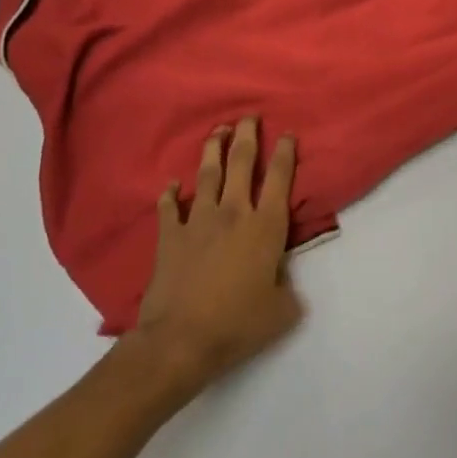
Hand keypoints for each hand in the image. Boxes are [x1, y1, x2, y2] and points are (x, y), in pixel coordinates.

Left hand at [134, 116, 303, 386]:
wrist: (180, 341)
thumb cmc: (237, 324)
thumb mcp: (281, 310)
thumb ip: (287, 287)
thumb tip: (282, 280)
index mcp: (266, 226)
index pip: (280, 179)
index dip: (286, 153)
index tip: (288, 134)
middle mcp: (234, 213)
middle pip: (242, 163)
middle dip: (248, 136)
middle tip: (249, 116)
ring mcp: (198, 221)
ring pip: (208, 175)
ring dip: (213, 150)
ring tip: (218, 131)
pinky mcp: (170, 236)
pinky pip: (169, 207)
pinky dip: (170, 194)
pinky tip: (171, 184)